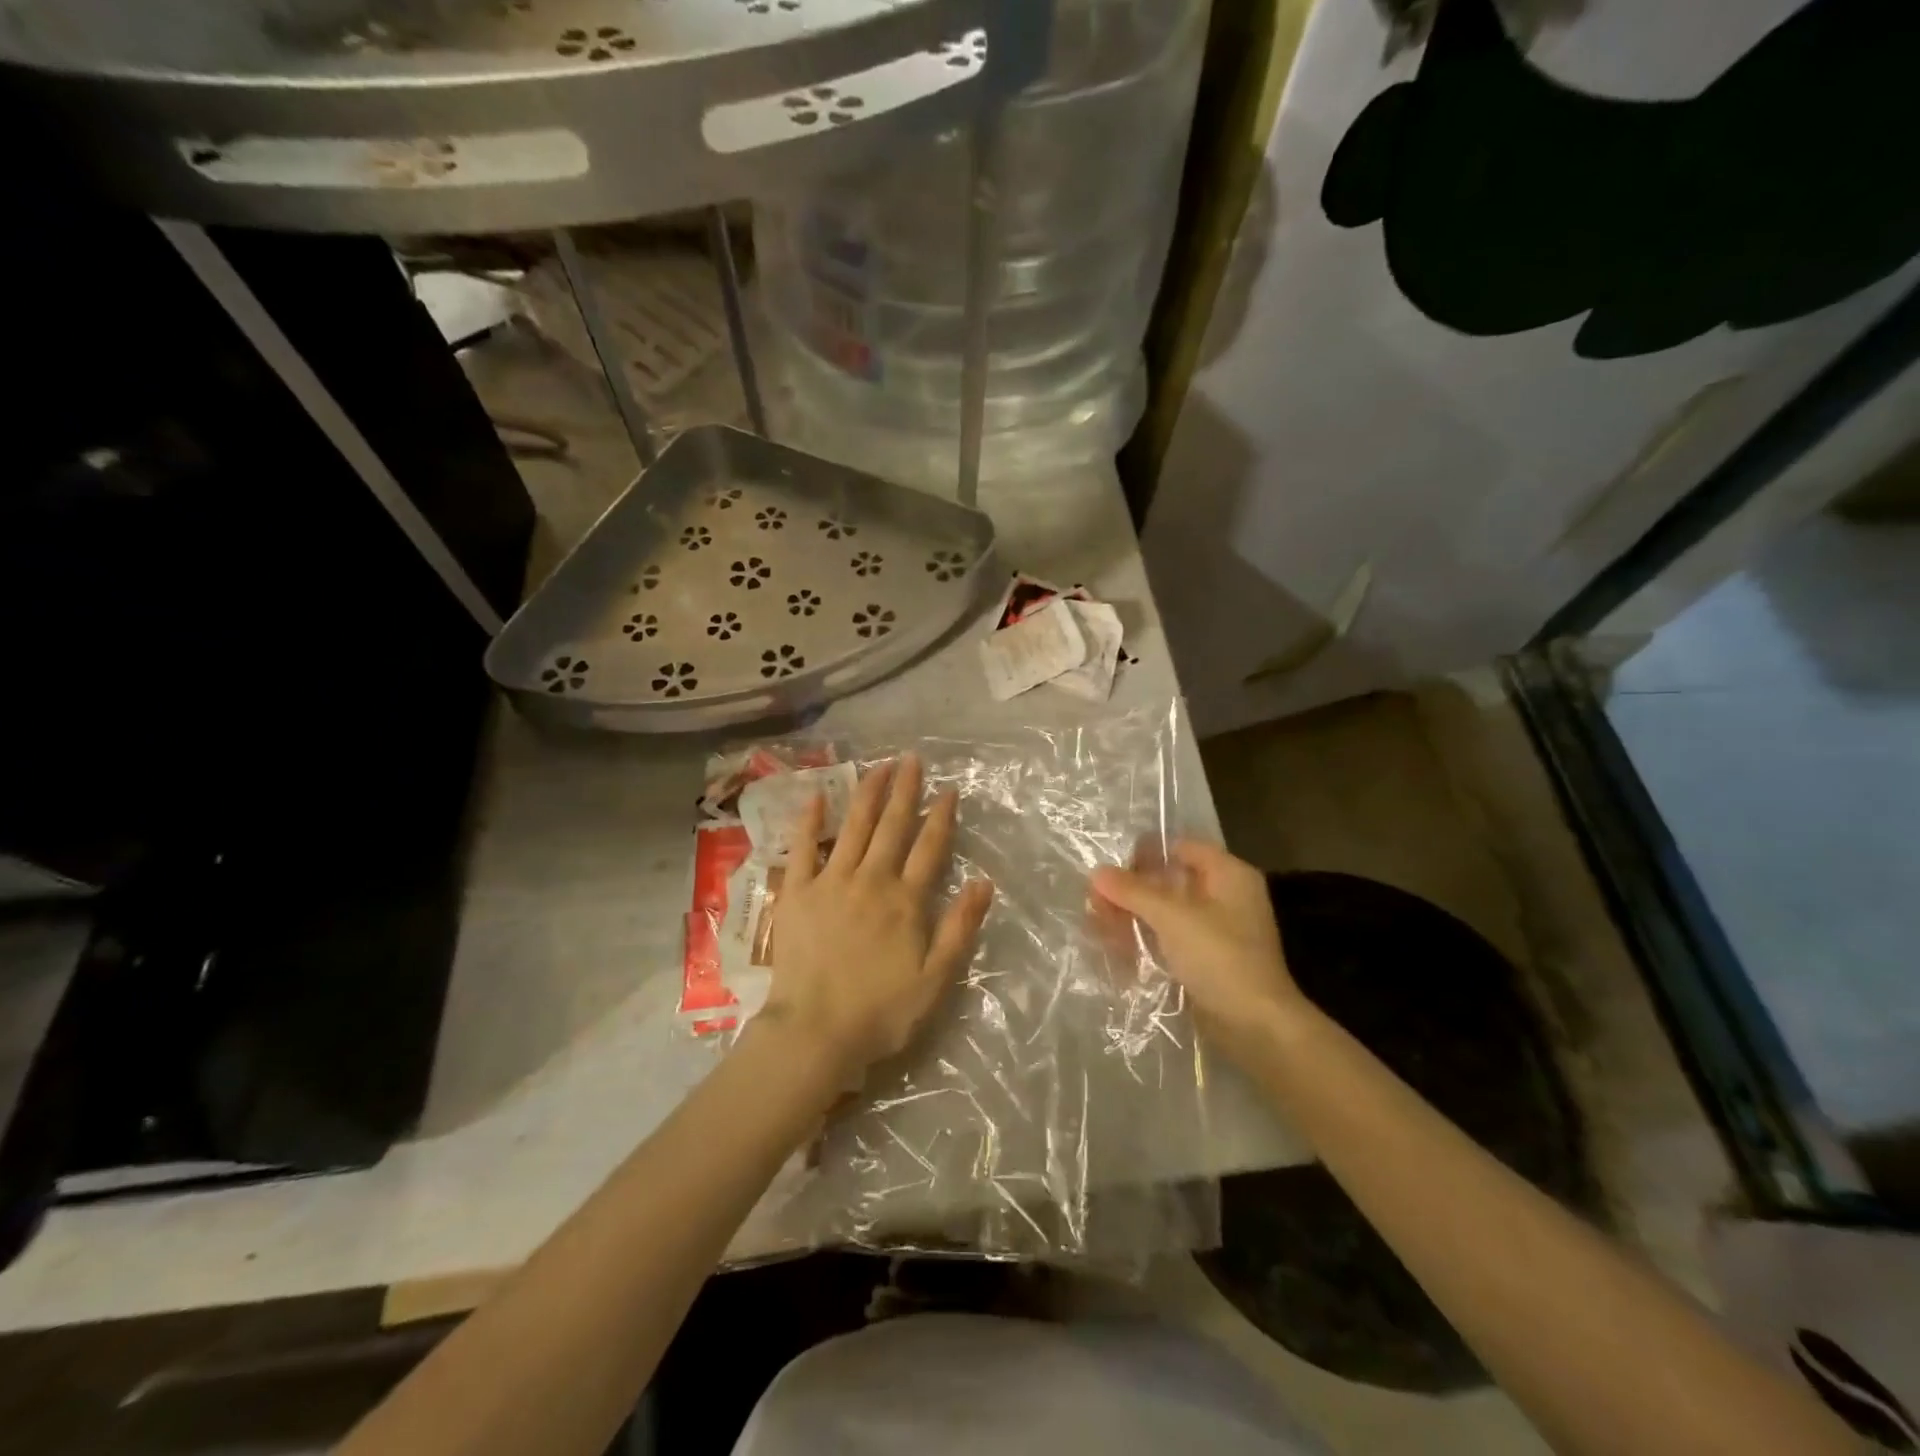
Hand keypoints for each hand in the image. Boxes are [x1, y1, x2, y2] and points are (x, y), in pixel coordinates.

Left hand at [760, 754, 993, 1082]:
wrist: (815, 1032)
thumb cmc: (881, 1012)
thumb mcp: (936, 978)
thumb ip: (960, 927)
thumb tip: (984, 882)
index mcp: (906, 901)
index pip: (929, 848)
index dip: (941, 816)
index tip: (948, 790)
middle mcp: (871, 880)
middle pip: (892, 827)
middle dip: (904, 791)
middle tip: (911, 759)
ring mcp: (831, 882)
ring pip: (853, 828)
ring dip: (867, 794)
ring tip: (878, 766)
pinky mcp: (797, 893)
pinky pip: (803, 849)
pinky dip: (810, 822)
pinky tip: (816, 797)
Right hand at [1091, 841, 1302, 1063]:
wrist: (1256, 1026)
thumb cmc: (1220, 958)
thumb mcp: (1172, 917)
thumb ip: (1133, 891)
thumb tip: (1097, 871)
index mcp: (1229, 875)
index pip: (1182, 848)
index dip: (1146, 852)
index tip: (1110, 864)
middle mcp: (1225, 897)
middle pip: (1170, 881)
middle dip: (1132, 889)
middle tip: (1095, 899)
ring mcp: (1216, 931)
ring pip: (1166, 912)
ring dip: (1133, 916)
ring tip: (1097, 923)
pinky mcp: (1206, 960)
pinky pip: (1169, 939)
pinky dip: (1144, 939)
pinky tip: (1114, 946)